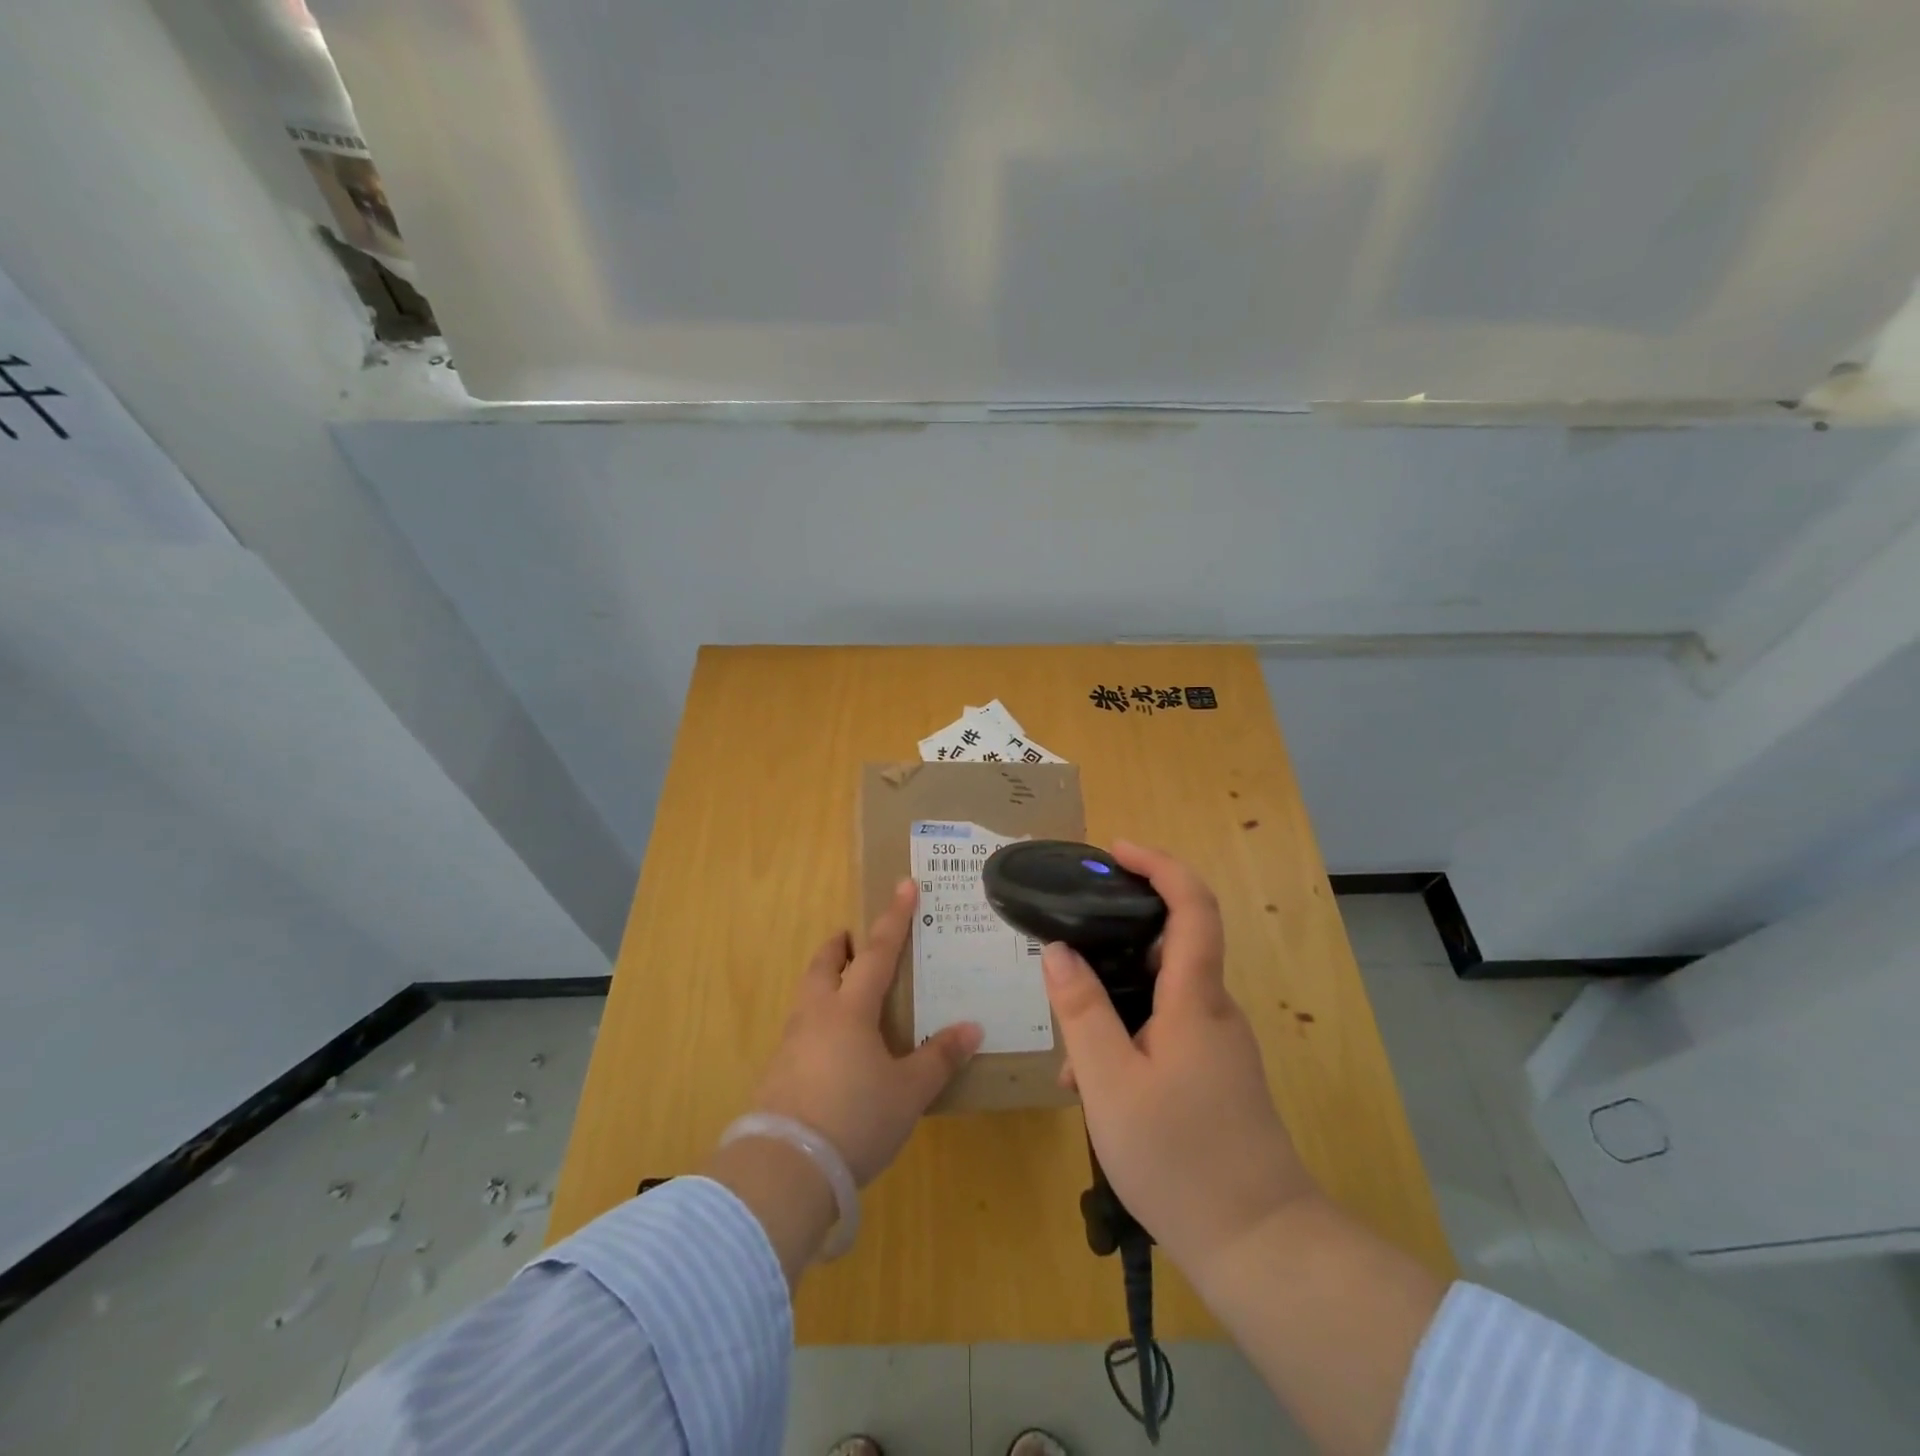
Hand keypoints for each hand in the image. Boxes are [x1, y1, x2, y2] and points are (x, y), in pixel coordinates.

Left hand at [752, 879, 982, 1185]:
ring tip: (844, 989)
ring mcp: (791, 1044)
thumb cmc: (855, 1118)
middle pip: (824, 965)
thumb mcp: (907, 1092)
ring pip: (807, 995)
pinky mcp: (777, 1074)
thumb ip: (939, 1058)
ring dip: (824, 980)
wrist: (784, 1168)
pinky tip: (831, 1048)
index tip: (904, 885)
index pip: (878, 952)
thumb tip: (972, 1028)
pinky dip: (817, 1020)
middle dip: (839, 946)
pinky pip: (800, 1029)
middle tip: (851, 938)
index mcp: (850, 1009)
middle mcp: (816, 1015)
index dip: (894, 918)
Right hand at [1041, 842, 1317, 1277]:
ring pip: (1158, 997)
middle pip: (1168, 946)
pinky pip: (1165, 1031)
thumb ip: (1081, 1010)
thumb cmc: (1180, 1158)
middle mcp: (1213, 1010)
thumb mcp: (1110, 1082)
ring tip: (1070, 1056)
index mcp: (1195, 998)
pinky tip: (1095, 1087)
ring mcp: (1218, 1044)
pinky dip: (1127, 1039)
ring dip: (1111, 1007)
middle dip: (1112, 946)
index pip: (1192, 905)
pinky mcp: (1215, 1075)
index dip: (1159, 864)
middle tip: (1064, 960)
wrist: (1261, 1247)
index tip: (1115, 851)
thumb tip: (1057, 950)